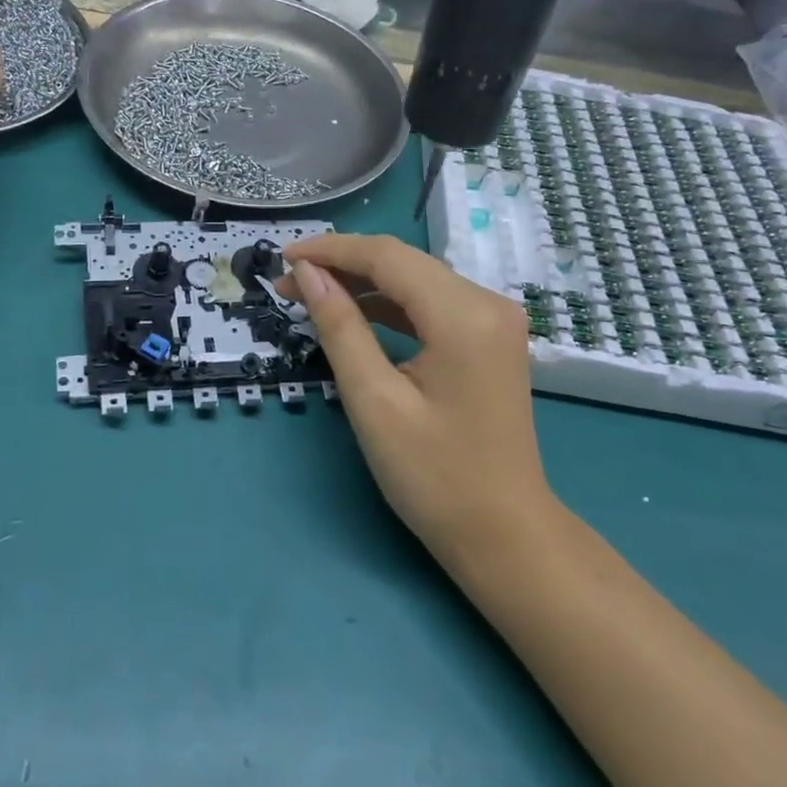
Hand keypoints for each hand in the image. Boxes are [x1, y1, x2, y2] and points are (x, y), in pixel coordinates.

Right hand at [280, 234, 553, 562]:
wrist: (505, 535)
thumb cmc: (435, 477)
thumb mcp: (375, 401)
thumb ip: (340, 327)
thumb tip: (307, 274)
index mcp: (464, 314)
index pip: (388, 257)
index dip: (331, 250)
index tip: (281, 258)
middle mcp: (488, 302)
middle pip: (404, 262)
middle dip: (344, 265)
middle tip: (289, 284)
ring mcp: (494, 320)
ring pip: (417, 280)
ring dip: (365, 284)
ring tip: (312, 296)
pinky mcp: (490, 339)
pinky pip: (433, 305)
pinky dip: (392, 305)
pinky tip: (358, 314)